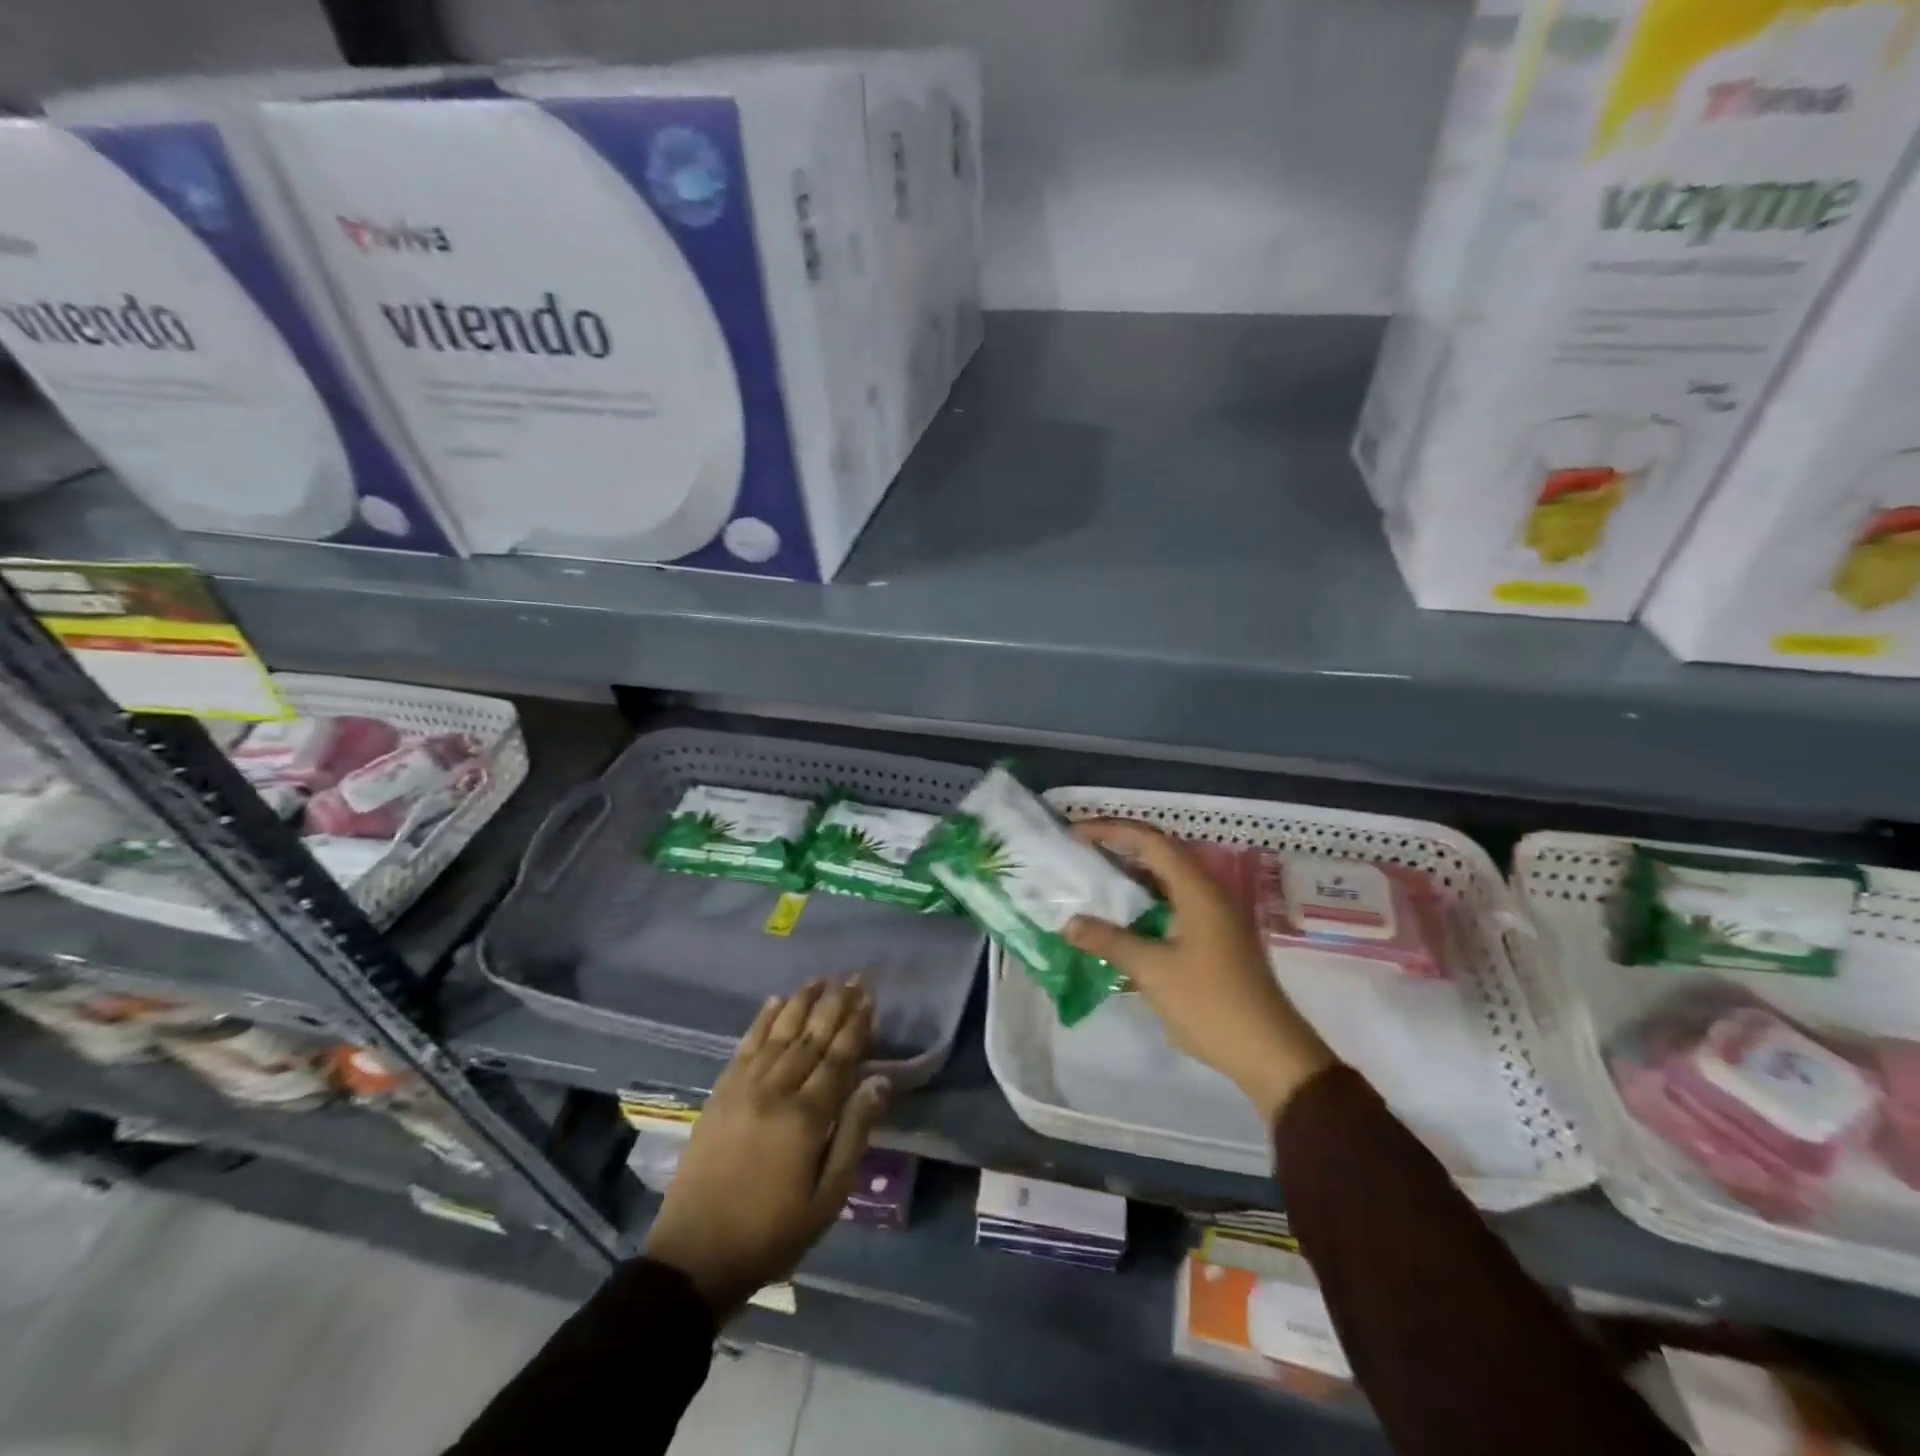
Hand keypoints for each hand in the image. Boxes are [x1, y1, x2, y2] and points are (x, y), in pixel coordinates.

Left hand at [645, 977, 890, 1321]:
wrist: (694, 1258)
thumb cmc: (772, 1234)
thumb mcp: (827, 1198)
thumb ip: (854, 1134)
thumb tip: (879, 1080)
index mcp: (806, 1117)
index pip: (838, 1058)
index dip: (856, 1026)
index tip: (869, 998)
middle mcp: (776, 1091)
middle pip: (811, 1038)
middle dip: (834, 1005)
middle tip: (853, 976)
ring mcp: (743, 1089)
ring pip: (779, 1034)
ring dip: (801, 1003)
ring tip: (819, 979)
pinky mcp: (719, 1095)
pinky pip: (745, 1047)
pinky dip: (762, 1021)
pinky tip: (774, 1002)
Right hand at [1064, 820, 1335, 1125]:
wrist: (1269, 1053)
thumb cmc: (1211, 1005)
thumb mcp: (1153, 971)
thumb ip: (1110, 941)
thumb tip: (1070, 924)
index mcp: (1198, 891)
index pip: (1151, 841)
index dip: (1111, 830)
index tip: (1075, 833)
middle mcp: (1208, 893)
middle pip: (1160, 853)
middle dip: (1119, 845)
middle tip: (1080, 849)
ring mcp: (1214, 916)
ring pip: (1167, 879)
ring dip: (1131, 873)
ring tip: (1093, 876)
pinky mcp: (1213, 938)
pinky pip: (1172, 903)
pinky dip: (1143, 901)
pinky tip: (1120, 917)